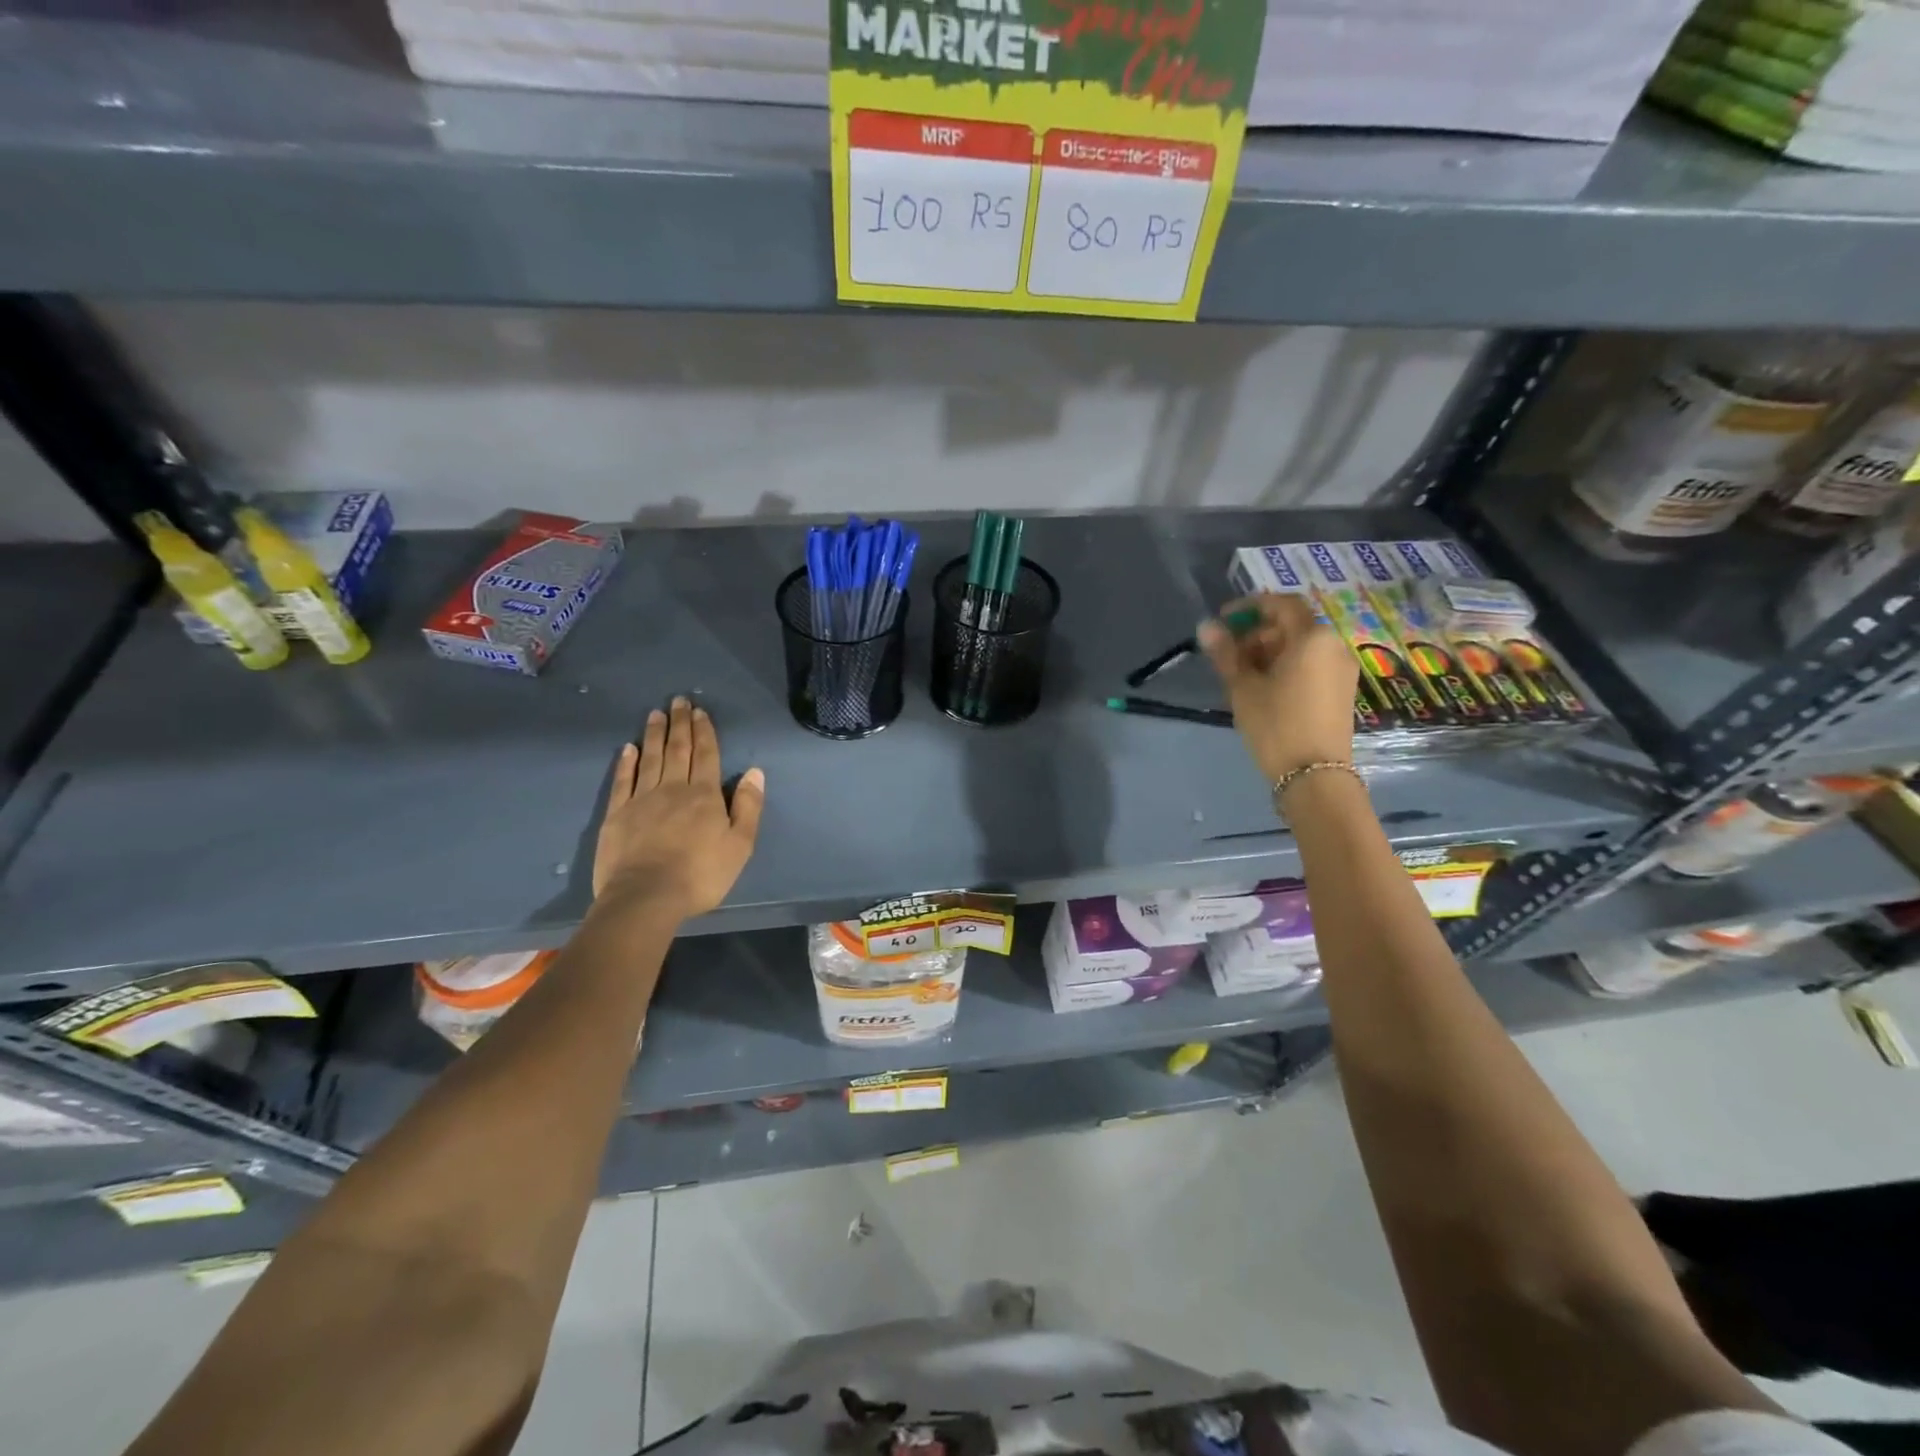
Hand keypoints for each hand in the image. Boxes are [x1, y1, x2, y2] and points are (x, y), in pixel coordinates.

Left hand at [592, 698, 765, 919]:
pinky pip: (624, 781)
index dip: (704, 732)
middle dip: (680, 724)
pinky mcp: (617, 815)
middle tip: (679, 701)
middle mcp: (673, 789)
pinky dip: (627, 763)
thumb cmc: (700, 874)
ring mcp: (641, 800)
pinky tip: (629, 749)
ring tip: (655, 713)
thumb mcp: (740, 845)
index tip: (701, 712)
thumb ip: (748, 807)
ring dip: (655, 735)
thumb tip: (755, 772)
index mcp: (704, 795)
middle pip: (678, 750)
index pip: (706, 755)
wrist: (646, 897)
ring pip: (651, 759)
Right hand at [1199, 593, 1357, 783]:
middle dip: (1259, 632)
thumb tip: (1206, 626)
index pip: (1282, 604)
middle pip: (1293, 625)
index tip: (1224, 620)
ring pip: (1302, 646)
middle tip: (1229, 653)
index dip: (1251, 607)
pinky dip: (1287, 664)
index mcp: (1312, 637)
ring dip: (1271, 650)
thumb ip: (1226, 653)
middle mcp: (1334, 645)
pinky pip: (1312, 663)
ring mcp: (1342, 669)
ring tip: (1242, 674)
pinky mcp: (1342, 690)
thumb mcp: (1243, 687)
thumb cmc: (1275, 725)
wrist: (1314, 775)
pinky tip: (1265, 687)